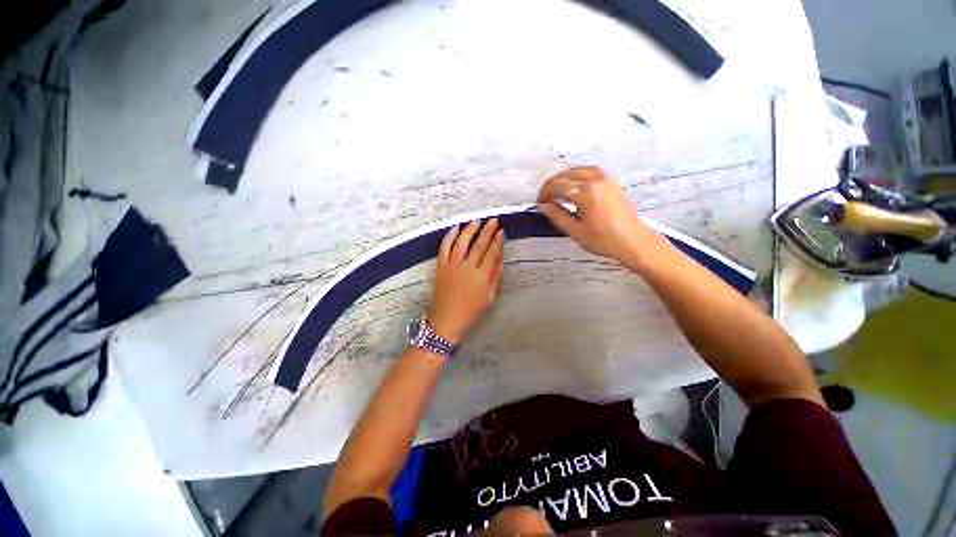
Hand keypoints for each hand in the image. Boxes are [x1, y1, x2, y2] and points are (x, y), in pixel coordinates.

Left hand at [428, 219, 504, 342]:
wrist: (447, 321)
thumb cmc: (471, 312)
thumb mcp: (490, 298)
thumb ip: (495, 277)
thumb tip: (500, 260)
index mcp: (482, 276)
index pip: (492, 253)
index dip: (498, 241)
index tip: (501, 231)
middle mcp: (468, 267)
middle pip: (479, 245)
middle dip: (487, 231)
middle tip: (493, 221)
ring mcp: (452, 266)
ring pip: (462, 242)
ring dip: (470, 229)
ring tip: (476, 220)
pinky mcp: (441, 267)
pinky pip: (444, 248)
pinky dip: (449, 236)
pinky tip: (455, 228)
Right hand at [537, 166, 667, 268]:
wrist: (633, 241)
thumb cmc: (604, 240)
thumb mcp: (575, 231)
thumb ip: (557, 216)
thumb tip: (543, 206)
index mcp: (586, 193)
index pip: (557, 186)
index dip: (545, 193)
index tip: (540, 202)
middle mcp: (596, 180)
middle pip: (565, 175)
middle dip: (552, 185)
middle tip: (546, 199)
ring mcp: (606, 178)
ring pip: (577, 170)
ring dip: (564, 179)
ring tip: (557, 193)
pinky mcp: (612, 181)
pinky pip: (589, 171)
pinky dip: (577, 175)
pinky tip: (573, 186)